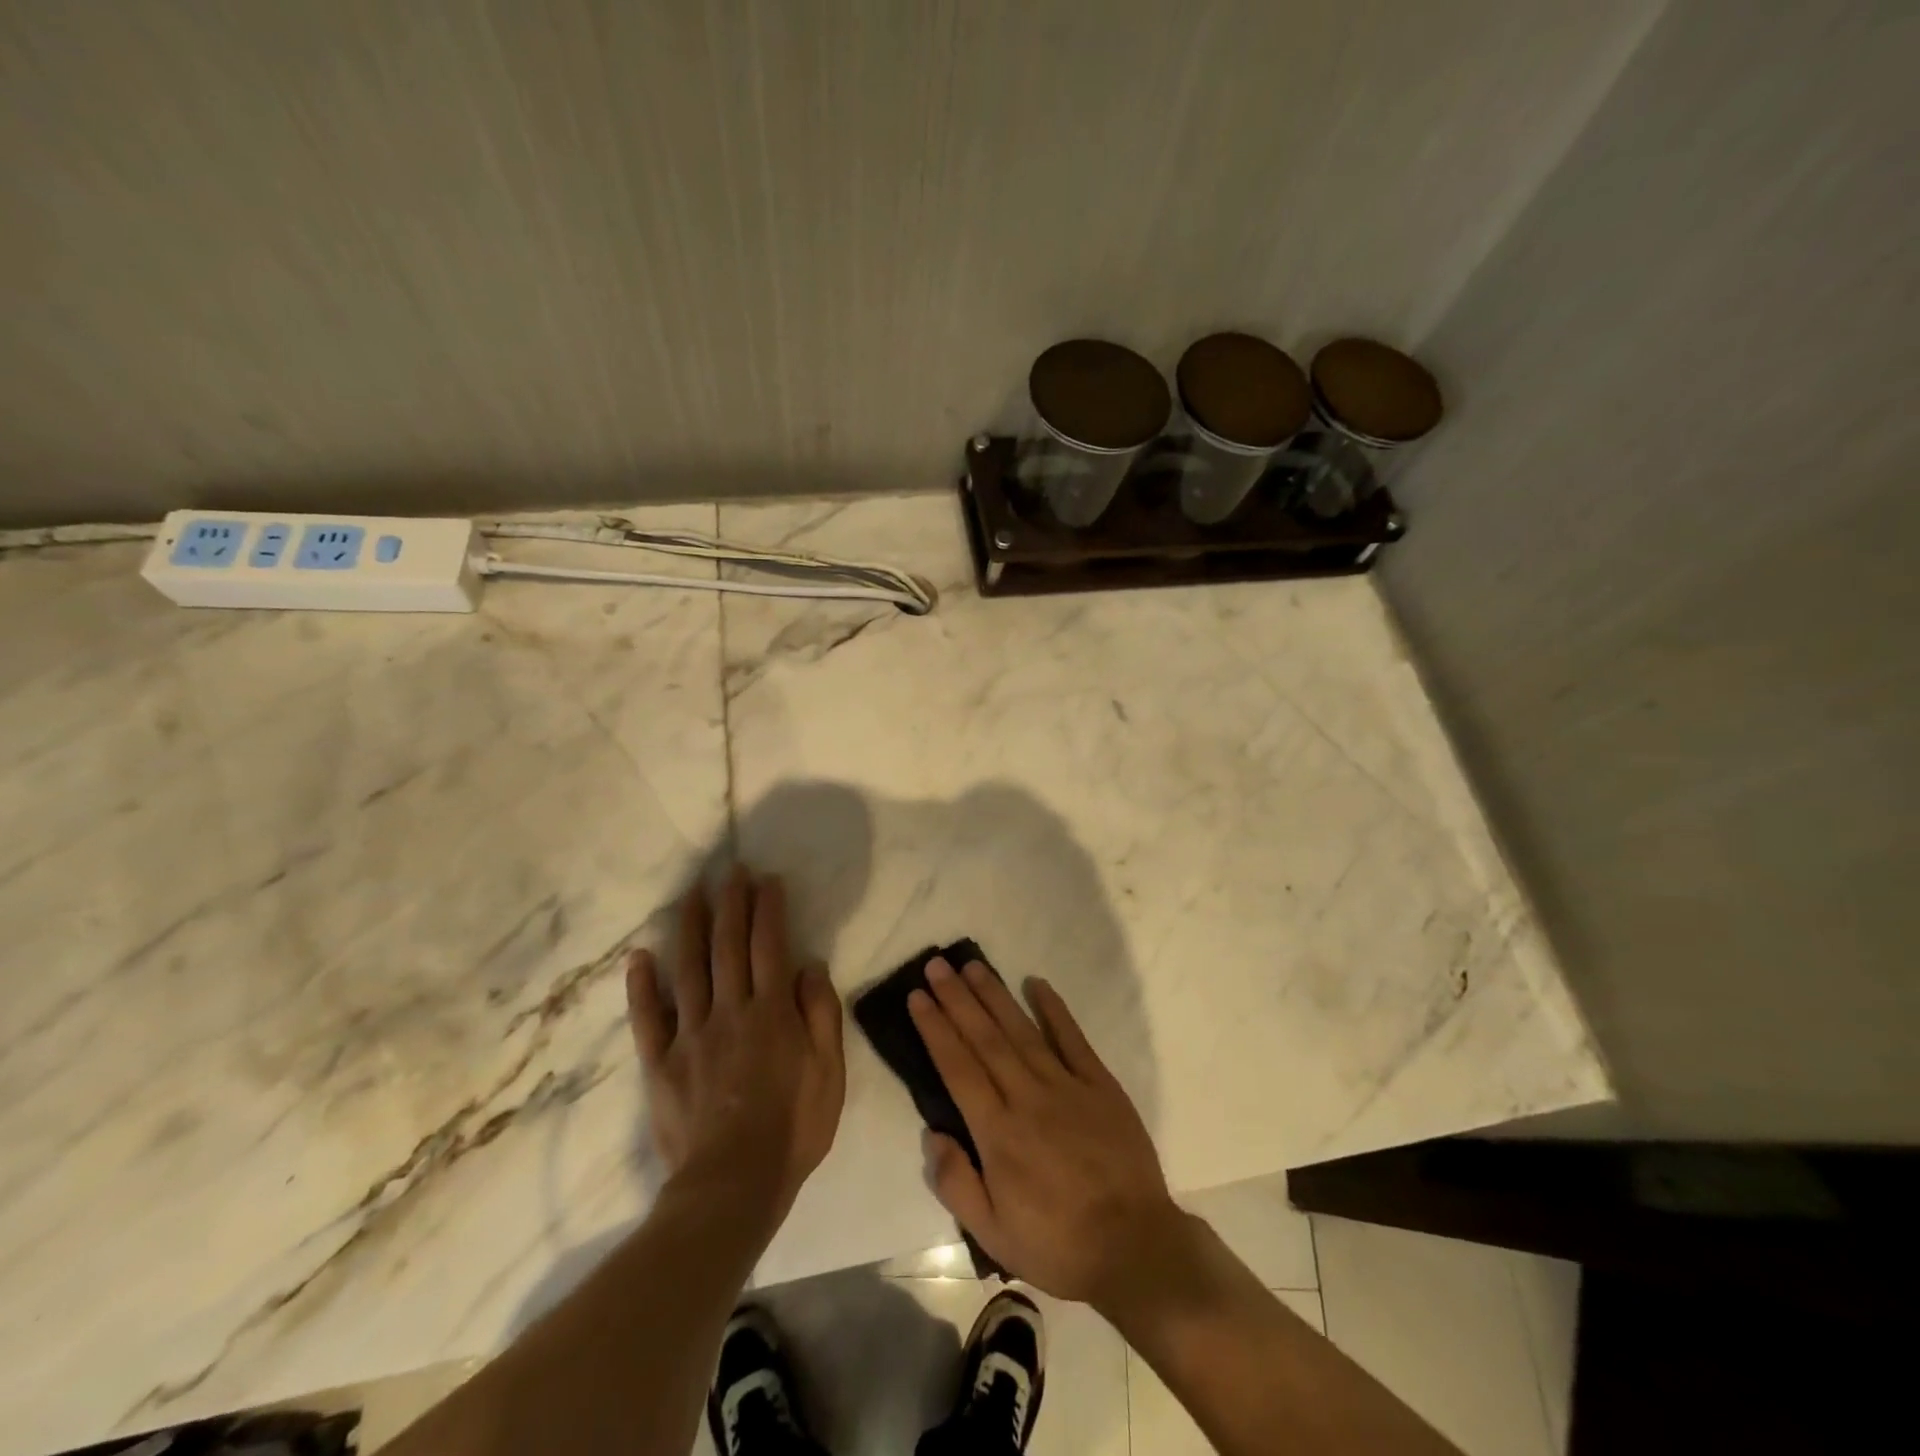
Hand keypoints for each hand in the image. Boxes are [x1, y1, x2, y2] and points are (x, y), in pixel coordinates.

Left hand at [627, 869, 845, 1219]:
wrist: (733, 1186)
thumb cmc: (793, 1128)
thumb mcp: (829, 1073)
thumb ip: (821, 1015)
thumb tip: (810, 966)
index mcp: (771, 1012)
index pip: (770, 946)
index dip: (768, 909)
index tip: (767, 880)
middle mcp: (729, 1011)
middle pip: (728, 946)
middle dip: (731, 904)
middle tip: (731, 871)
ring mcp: (690, 1034)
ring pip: (688, 968)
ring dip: (690, 926)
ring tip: (692, 894)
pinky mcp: (661, 1063)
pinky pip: (648, 1018)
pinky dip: (642, 985)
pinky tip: (640, 956)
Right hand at [909, 957, 1184, 1306]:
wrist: (1136, 1247)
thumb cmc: (1058, 1244)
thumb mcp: (994, 1234)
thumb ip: (957, 1183)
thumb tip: (932, 1133)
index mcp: (998, 1132)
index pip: (958, 1067)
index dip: (935, 1028)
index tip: (918, 996)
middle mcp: (1027, 1097)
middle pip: (985, 1038)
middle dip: (957, 999)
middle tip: (937, 964)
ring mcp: (1066, 1086)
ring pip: (1022, 1030)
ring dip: (994, 995)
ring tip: (973, 965)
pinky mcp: (1100, 1084)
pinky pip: (1073, 1038)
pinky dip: (1054, 1008)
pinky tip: (1036, 983)